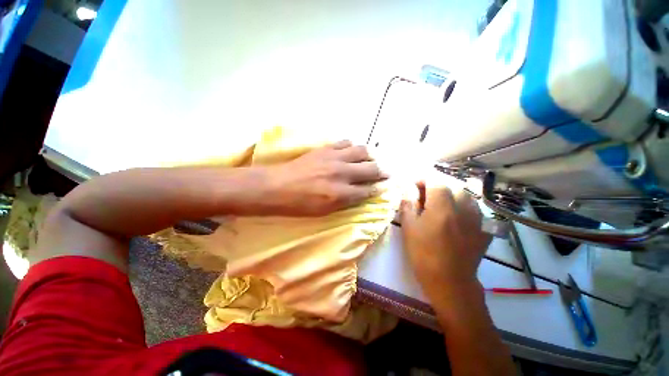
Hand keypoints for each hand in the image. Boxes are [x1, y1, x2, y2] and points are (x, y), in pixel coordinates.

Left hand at [264, 140, 386, 215]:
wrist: (277, 186)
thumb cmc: (299, 205)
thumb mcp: (325, 211)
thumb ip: (346, 202)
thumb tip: (361, 194)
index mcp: (342, 194)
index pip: (369, 190)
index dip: (379, 188)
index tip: (385, 186)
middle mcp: (342, 174)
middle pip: (371, 169)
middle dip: (382, 171)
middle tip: (386, 172)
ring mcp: (334, 158)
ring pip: (362, 151)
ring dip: (370, 156)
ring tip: (372, 160)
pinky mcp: (325, 149)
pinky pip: (345, 143)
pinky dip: (352, 147)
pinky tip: (351, 151)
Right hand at [400, 183, 490, 298]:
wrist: (449, 281)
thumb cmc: (423, 254)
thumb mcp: (409, 228)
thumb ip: (408, 204)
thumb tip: (407, 189)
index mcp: (442, 207)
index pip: (435, 180)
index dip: (423, 179)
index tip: (413, 185)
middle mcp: (463, 208)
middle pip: (451, 185)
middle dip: (436, 186)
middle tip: (424, 197)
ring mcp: (477, 218)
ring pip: (465, 195)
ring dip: (450, 195)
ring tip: (439, 205)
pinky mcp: (483, 228)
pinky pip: (473, 208)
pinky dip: (462, 206)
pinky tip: (454, 217)